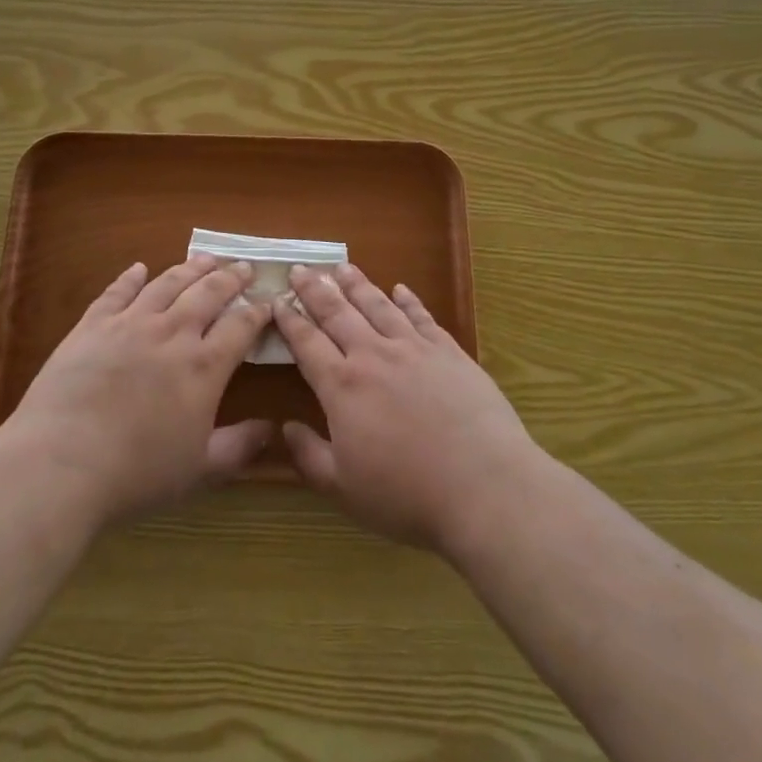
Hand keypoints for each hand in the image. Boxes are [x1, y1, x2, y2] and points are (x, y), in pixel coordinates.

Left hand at [0, 256, 274, 526]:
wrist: (61, 463)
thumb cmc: (136, 473)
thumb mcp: (199, 470)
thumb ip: (239, 447)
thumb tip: (271, 429)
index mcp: (204, 367)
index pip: (241, 327)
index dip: (258, 311)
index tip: (269, 301)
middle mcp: (172, 333)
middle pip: (209, 293)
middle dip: (231, 278)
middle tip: (244, 267)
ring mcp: (130, 324)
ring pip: (168, 283)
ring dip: (191, 268)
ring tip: (207, 258)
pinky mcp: (92, 325)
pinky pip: (117, 292)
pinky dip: (131, 277)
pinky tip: (139, 268)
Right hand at [274, 263, 542, 553]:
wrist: (483, 485)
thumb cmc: (407, 494)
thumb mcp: (344, 489)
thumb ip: (309, 456)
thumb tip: (286, 428)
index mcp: (342, 386)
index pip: (307, 343)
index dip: (290, 320)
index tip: (277, 300)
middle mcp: (374, 356)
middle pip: (338, 313)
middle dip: (315, 290)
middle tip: (300, 268)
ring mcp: (414, 349)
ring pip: (378, 305)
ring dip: (357, 284)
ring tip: (342, 267)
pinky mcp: (449, 352)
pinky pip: (422, 316)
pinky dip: (409, 299)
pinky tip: (400, 288)